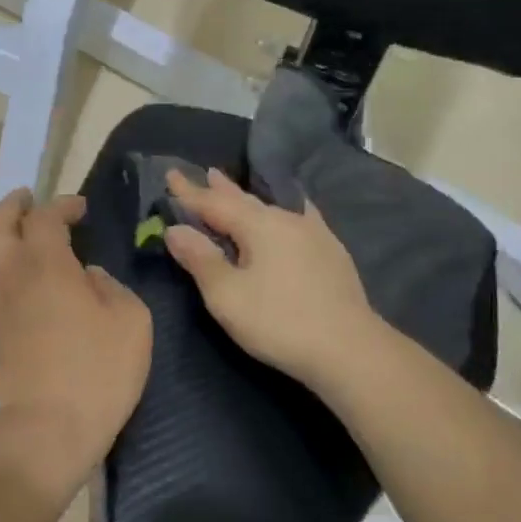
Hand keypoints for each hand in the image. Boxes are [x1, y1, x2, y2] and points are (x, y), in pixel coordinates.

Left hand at [0, 189, 151, 475]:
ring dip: (7, 236)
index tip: (81, 207)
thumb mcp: (130, 320)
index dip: (62, 205)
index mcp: (46, 264)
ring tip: (32, 236)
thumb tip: (88, 277)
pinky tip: (36, 280)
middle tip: (30, 199)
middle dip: (13, 206)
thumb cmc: (97, 370)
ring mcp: (0, 307)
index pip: (45, 217)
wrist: (47, 430)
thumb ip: (110, 287)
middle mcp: (14, 277)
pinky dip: (11, 266)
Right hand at [163, 168, 381, 392]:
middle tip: (203, 172)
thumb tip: (175, 229)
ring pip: (270, 207)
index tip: (170, 173)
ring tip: (232, 186)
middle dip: (219, 189)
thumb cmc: (279, 322)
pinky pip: (299, 217)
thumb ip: (200, 259)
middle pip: (243, 200)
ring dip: (247, 198)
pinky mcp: (330, 251)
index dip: (189, 192)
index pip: (213, 203)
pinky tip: (293, 207)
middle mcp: (285, 219)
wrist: (350, 348)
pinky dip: (284, 209)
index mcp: (258, 225)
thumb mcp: (227, 296)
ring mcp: (313, 233)